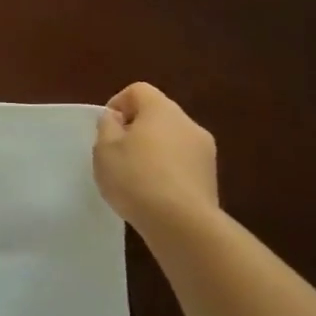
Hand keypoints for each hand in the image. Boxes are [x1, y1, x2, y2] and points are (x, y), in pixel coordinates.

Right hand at [93, 82, 218, 235]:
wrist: (183, 225)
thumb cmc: (136, 178)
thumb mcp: (105, 149)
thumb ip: (107, 126)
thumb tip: (116, 118)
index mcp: (161, 109)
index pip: (138, 90)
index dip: (118, 104)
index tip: (107, 129)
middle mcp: (188, 123)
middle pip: (157, 114)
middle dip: (136, 128)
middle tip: (118, 152)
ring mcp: (205, 152)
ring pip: (172, 140)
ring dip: (154, 150)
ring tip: (136, 177)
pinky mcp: (211, 178)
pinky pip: (183, 163)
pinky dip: (168, 171)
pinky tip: (155, 194)